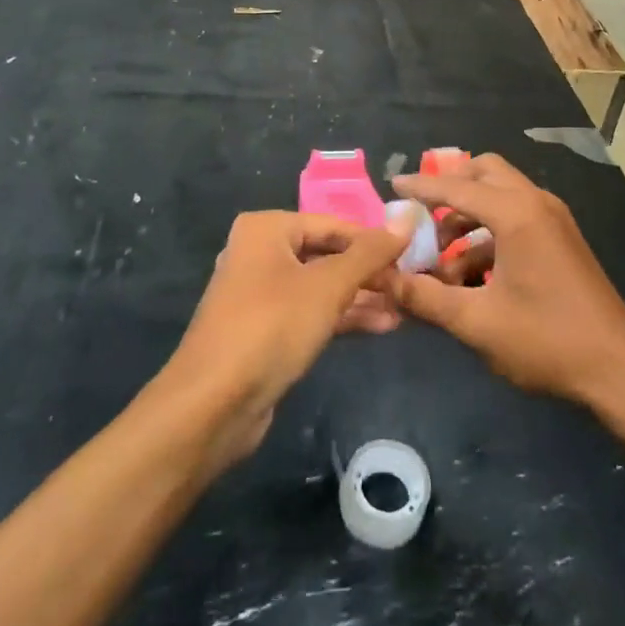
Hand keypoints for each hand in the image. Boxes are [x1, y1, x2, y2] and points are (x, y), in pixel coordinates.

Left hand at [166, 212, 406, 466]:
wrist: (212, 405)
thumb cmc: (271, 327)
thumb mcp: (328, 286)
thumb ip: (370, 253)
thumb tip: (408, 220)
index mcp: (267, 229)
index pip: (334, 225)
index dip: (374, 241)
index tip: (412, 257)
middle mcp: (260, 253)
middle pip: (327, 254)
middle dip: (369, 272)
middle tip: (409, 286)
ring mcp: (260, 293)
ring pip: (321, 286)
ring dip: (361, 297)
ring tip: (404, 308)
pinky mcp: (264, 330)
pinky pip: (311, 312)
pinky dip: (342, 316)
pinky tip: (381, 326)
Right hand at [387, 155, 624, 405]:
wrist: (619, 370)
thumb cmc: (546, 340)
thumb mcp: (477, 322)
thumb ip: (425, 297)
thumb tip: (383, 279)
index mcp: (517, 213)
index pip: (457, 186)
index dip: (421, 186)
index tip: (392, 186)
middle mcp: (537, 203)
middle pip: (485, 173)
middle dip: (451, 189)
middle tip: (421, 216)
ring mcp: (554, 220)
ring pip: (502, 196)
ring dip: (469, 217)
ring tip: (441, 261)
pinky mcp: (562, 240)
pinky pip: (518, 218)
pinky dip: (490, 234)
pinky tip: (472, 276)